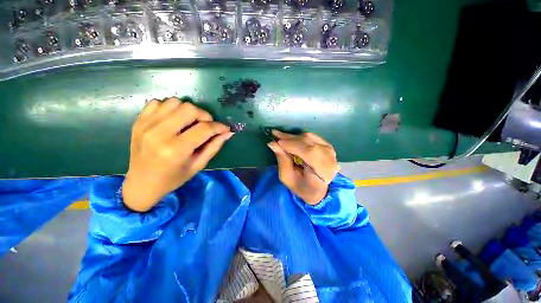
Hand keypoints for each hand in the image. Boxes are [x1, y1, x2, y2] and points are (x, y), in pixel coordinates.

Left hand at [122, 98, 232, 211]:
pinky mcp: (139, 121)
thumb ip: (214, 147)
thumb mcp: (198, 166)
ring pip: (175, 102)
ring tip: (189, 123)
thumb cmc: (173, 178)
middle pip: (190, 109)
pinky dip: (170, 108)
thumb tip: (228, 133)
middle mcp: (159, 133)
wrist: (141, 183)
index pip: (204, 128)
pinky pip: (158, 103)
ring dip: (187, 111)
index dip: (219, 127)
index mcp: (176, 149)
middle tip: (206, 126)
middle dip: (204, 116)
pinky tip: (173, 120)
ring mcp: (146, 125)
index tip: (225, 129)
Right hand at [267, 130, 339, 204]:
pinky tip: (291, 139)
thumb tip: (273, 144)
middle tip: (275, 134)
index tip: (277, 141)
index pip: (309, 153)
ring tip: (281, 137)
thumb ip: (282, 160)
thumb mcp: (288, 178)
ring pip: (310, 137)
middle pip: (309, 142)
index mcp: (323, 172)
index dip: (292, 145)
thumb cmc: (301, 187)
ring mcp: (331, 151)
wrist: (318, 190)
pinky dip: (300, 137)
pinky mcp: (328, 146)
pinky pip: (312, 136)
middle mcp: (330, 159)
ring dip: (294, 137)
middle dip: (290, 138)